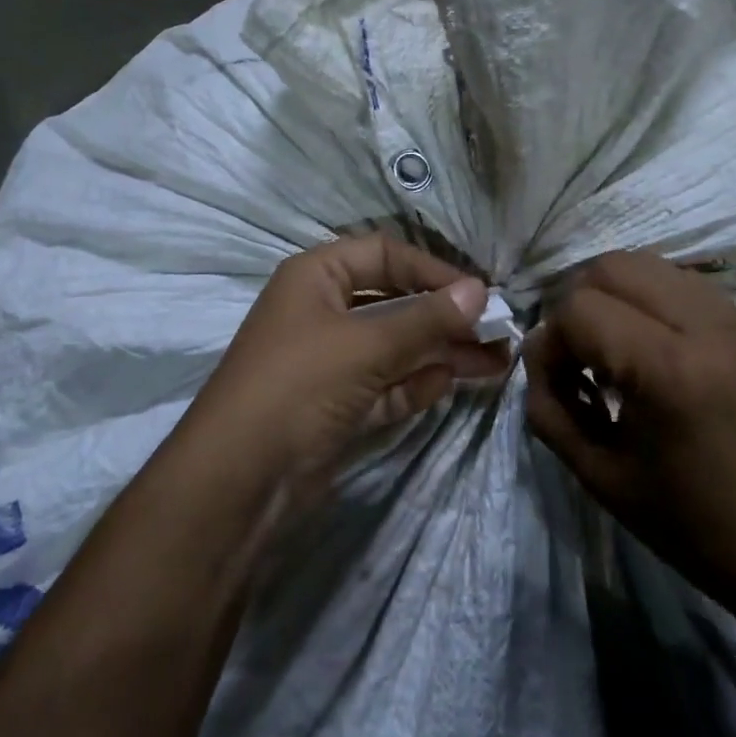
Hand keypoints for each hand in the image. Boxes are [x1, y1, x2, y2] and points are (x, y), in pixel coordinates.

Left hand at [184, 234, 509, 512]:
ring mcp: (328, 361)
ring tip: (495, 361)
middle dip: (444, 317)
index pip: (384, 255)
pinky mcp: (336, 406)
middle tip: (496, 331)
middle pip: (394, 302)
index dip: (431, 269)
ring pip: (394, 347)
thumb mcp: (366, 345)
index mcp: (316, 277)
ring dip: (440, 352)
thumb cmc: (299, 385)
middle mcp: (321, 311)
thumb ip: (426, 319)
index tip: (477, 293)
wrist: (239, 480)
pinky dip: (415, 384)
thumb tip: (479, 291)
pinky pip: (385, 385)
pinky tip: (448, 384)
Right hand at [524, 250, 735, 619]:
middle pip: (609, 268)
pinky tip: (645, 345)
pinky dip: (644, 300)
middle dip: (576, 305)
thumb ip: (549, 405)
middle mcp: (705, 326)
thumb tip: (536, 351)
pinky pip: (676, 281)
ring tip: (610, 347)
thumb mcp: (597, 474)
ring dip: (610, 296)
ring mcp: (733, 317)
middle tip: (577, 355)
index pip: (580, 309)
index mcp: (669, 371)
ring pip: (642, 264)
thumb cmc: (687, 521)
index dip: (552, 341)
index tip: (557, 382)